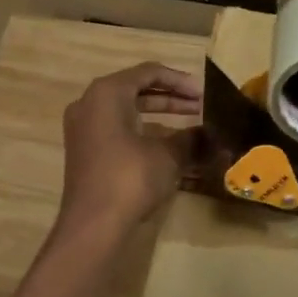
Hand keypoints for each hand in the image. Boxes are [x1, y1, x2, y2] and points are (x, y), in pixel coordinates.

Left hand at [57, 62, 202, 235]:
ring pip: (126, 110)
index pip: (148, 72)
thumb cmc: (130, 178)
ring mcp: (83, 128)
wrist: (93, 224)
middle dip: (170, 97)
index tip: (204, 93)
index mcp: (107, 93)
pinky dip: (142, 131)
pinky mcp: (85, 151)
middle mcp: (90, 103)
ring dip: (158, 114)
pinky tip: (167, 145)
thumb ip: (192, 138)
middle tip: (200, 106)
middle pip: (135, 89)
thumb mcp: (168, 156)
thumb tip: (214, 135)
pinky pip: (117, 129)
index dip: (180, 80)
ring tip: (190, 123)